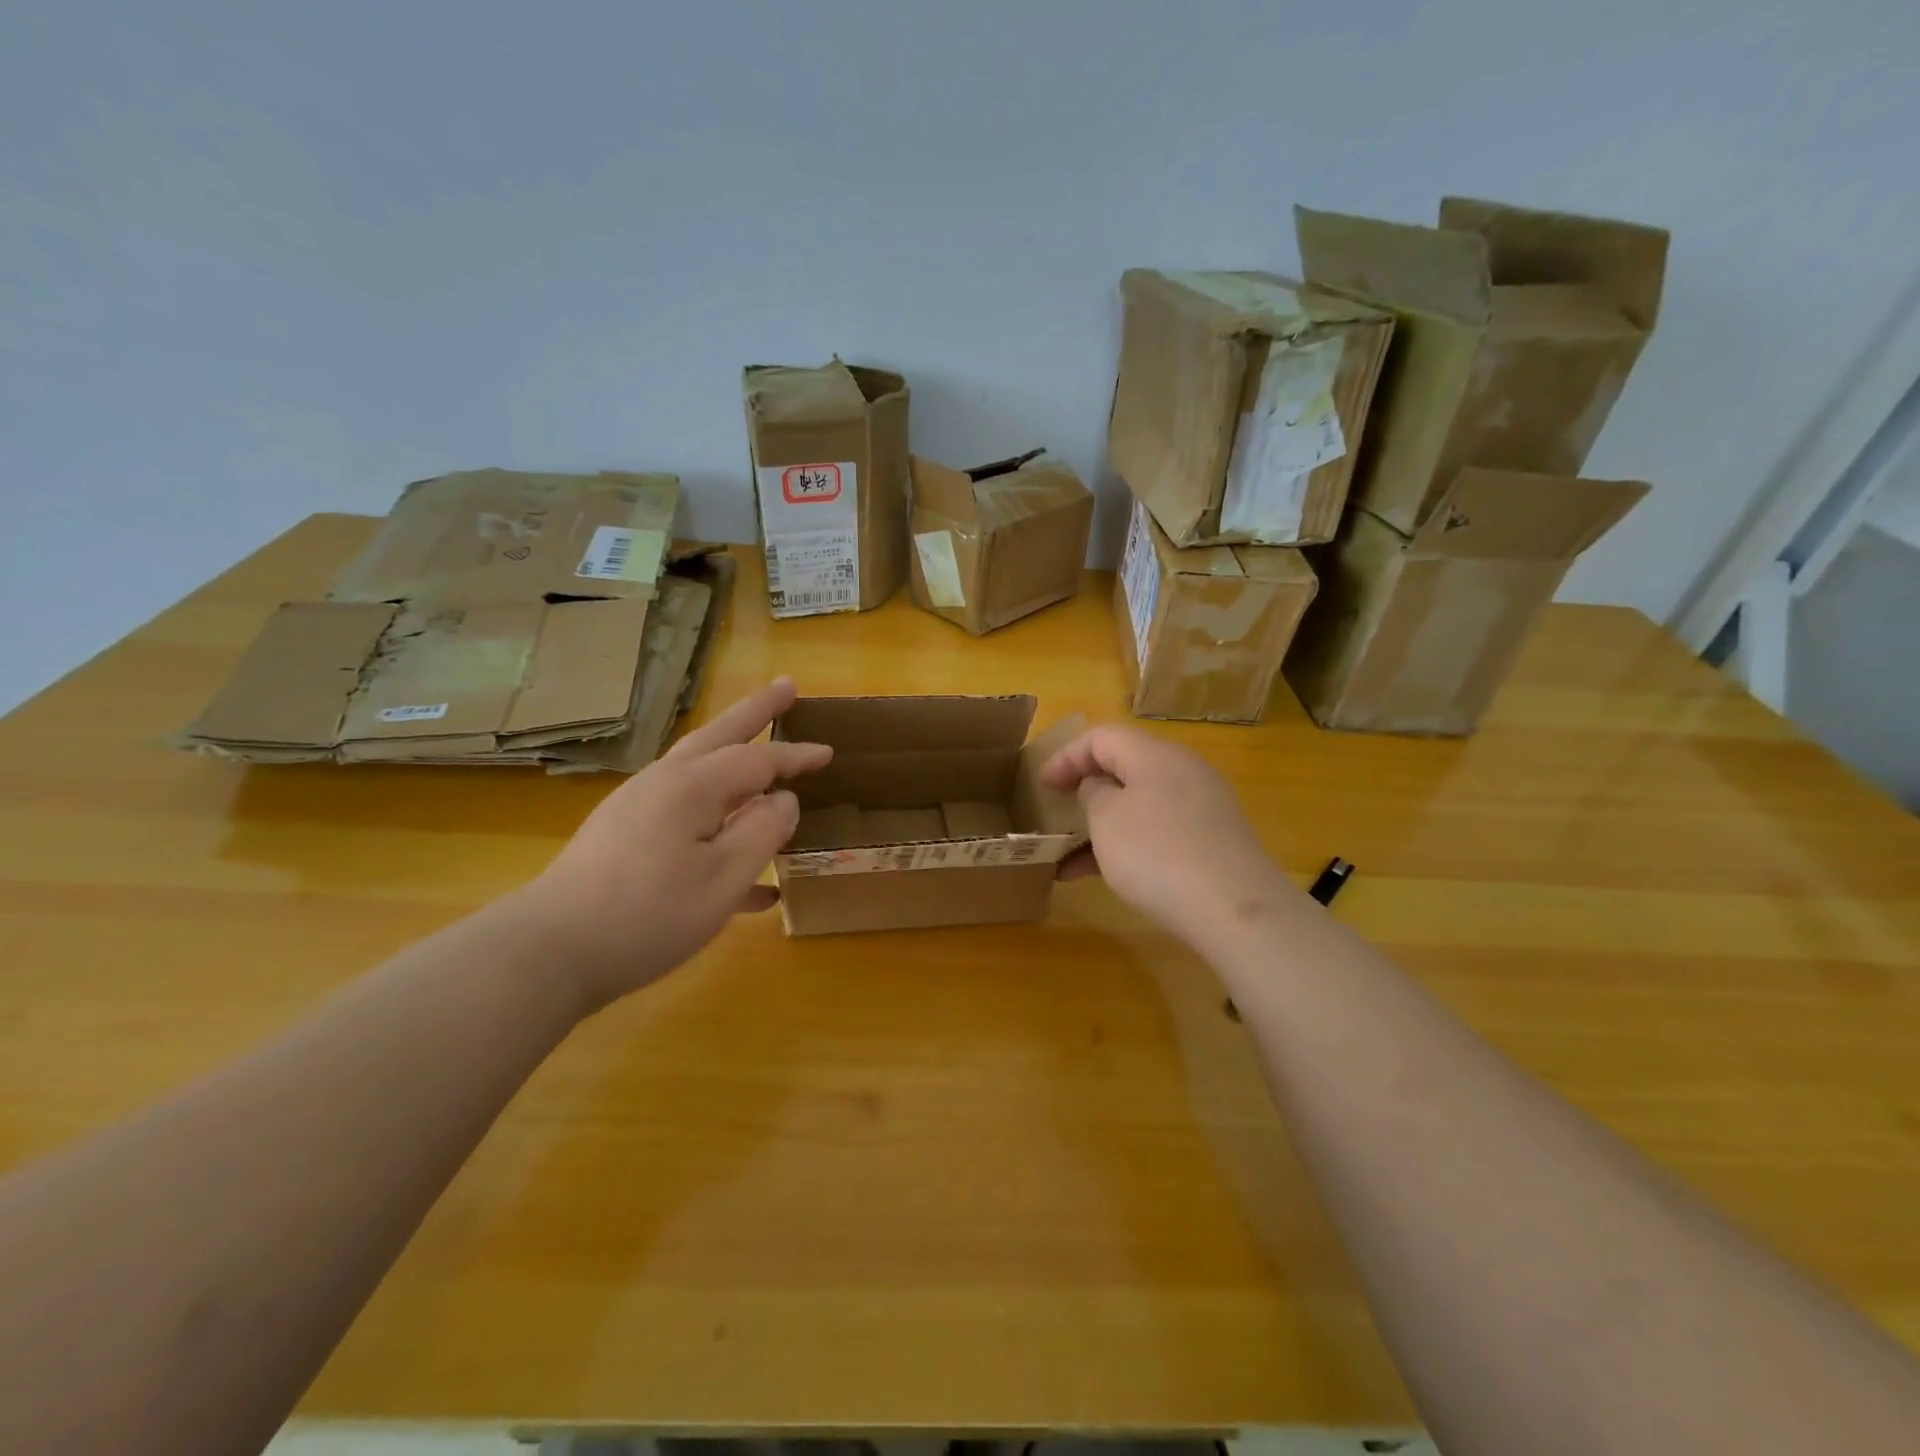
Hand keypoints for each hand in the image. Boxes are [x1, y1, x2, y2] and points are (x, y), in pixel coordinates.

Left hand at [514, 678, 829, 1011]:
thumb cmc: (648, 914)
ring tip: (763, 746)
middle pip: (721, 736)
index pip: (757, 759)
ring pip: (700, 770)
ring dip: (736, 754)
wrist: (551, 952)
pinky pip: (684, 819)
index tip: (830, 751)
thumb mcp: (723, 879)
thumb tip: (784, 800)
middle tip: (788, 686)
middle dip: (757, 712)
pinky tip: (748, 876)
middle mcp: (664, 784)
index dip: (796, 756)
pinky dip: (716, 824)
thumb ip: (762, 832)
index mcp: (692, 787)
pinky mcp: (626, 838)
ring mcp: (640, 808)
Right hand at [1042, 724, 1294, 947]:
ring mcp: (1202, 807)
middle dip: (1086, 790)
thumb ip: (1093, 794)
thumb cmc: (1157, 853)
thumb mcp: (1106, 819)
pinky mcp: (1212, 841)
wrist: (1235, 909)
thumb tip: (1101, 789)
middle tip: (1059, 812)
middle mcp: (1183, 771)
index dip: (1066, 756)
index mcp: (1155, 754)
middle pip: (1125, 767)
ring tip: (1070, 855)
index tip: (1041, 785)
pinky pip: (1159, 832)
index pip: (1102, 736)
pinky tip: (1101, 877)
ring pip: (1140, 804)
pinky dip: (1128, 845)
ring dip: (1103, 825)